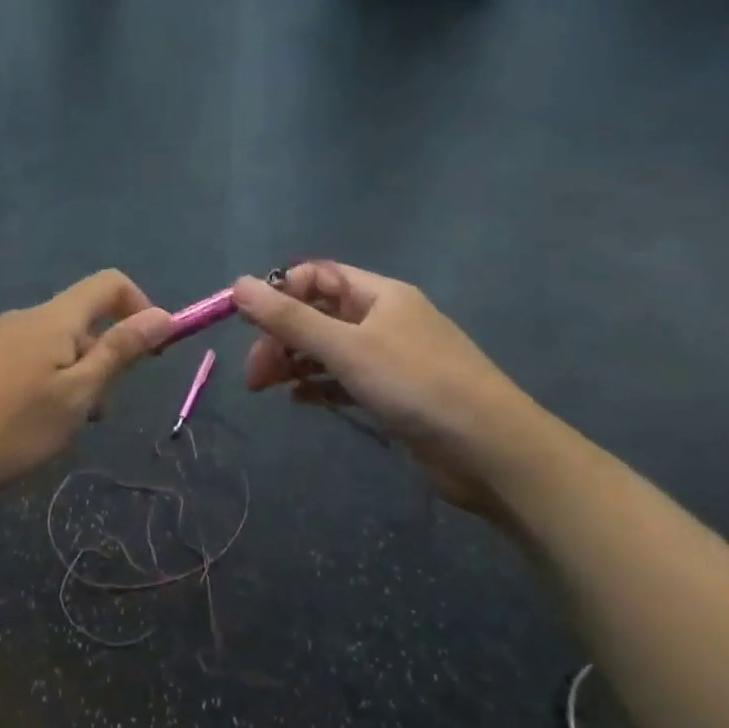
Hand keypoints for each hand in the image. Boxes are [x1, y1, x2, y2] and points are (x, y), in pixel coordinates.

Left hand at [0, 270, 171, 506]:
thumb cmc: (11, 429)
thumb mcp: (77, 395)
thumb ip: (119, 352)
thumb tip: (163, 314)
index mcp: (52, 319)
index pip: (109, 284)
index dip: (140, 308)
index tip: (149, 353)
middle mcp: (21, 318)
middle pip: (80, 321)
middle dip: (103, 358)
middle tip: (96, 413)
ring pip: (50, 346)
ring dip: (72, 376)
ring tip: (59, 427)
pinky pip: (21, 359)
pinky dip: (40, 382)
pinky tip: (22, 424)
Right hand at [232, 262, 543, 516]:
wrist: (490, 450)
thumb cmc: (417, 385)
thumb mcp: (347, 347)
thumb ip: (290, 318)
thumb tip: (238, 284)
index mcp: (379, 295)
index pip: (317, 276)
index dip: (280, 293)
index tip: (246, 322)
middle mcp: (384, 320)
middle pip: (318, 315)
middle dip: (280, 337)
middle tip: (254, 374)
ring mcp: (389, 359)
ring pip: (328, 349)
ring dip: (294, 362)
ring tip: (265, 388)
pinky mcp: (392, 394)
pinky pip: (344, 380)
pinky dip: (319, 386)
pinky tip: (300, 401)